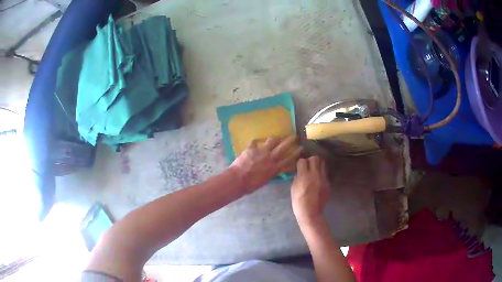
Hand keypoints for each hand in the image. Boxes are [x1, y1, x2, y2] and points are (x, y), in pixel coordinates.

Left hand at [230, 135, 301, 193]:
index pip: (288, 159)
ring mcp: (261, 151)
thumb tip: (273, 170)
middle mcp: (270, 158)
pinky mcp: (252, 148)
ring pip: (272, 140)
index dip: (296, 153)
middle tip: (295, 136)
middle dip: (290, 140)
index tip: (301, 148)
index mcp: (275, 168)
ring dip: (275, 138)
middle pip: (283, 147)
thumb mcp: (265, 180)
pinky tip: (258, 140)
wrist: (238, 179)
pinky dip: (257, 141)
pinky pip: (255, 141)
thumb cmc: (251, 185)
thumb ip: (271, 173)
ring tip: (277, 137)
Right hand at [291, 156, 330, 223]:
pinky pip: (325, 173)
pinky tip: (318, 180)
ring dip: (318, 165)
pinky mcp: (328, 183)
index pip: (303, 160)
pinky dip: (321, 174)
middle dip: (310, 160)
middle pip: (315, 158)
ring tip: (314, 171)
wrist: (310, 212)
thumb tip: (300, 172)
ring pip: (323, 163)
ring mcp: (323, 178)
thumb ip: (297, 177)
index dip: (300, 163)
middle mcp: (315, 174)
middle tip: (308, 166)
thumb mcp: (293, 188)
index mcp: (304, 176)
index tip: (299, 166)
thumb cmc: (298, 201)